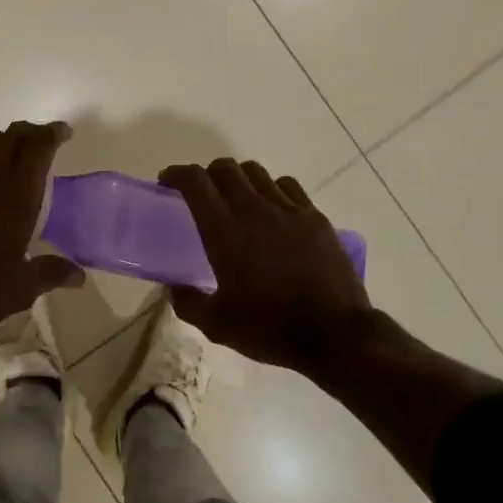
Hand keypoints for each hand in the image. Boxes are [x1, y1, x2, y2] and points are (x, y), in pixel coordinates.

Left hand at [0, 120, 84, 351]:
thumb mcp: (20, 289)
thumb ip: (51, 273)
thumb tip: (79, 276)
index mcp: (15, 195)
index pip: (38, 146)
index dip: (53, 134)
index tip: (63, 133)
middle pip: (9, 135)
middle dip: (27, 133)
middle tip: (38, 143)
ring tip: (5, 162)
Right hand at [159, 158, 373, 371]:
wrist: (335, 334)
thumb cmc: (270, 328)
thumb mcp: (218, 326)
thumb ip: (189, 303)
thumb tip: (174, 288)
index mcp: (224, 231)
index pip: (195, 182)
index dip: (177, 174)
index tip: (168, 182)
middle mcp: (254, 209)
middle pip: (225, 168)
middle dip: (207, 174)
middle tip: (202, 193)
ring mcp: (288, 209)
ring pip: (256, 172)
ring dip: (239, 178)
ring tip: (237, 198)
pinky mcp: (314, 217)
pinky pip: (287, 186)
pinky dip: (272, 189)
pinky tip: (273, 209)